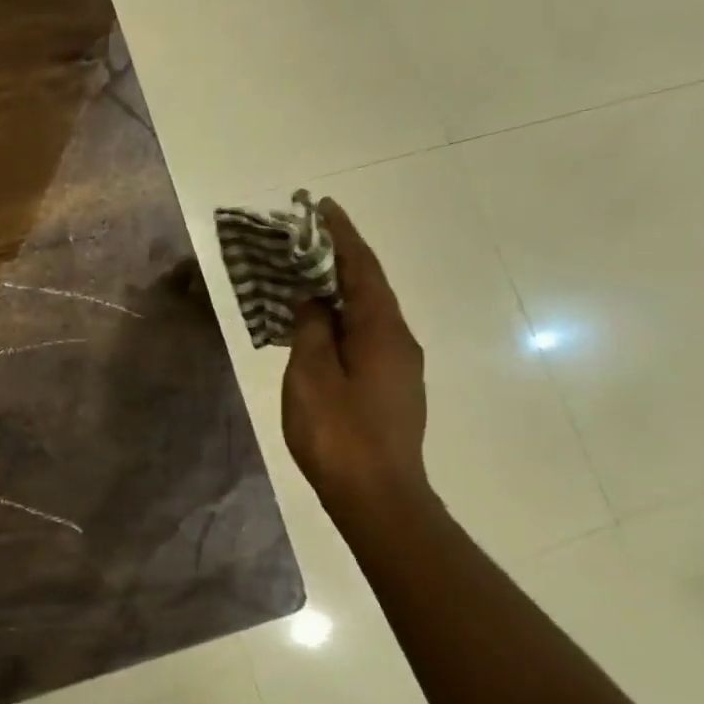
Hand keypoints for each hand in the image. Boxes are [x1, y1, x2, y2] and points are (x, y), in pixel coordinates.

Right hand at [281, 200, 429, 516]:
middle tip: (305, 241)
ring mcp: (399, 367)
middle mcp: (399, 341)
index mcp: (382, 331)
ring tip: (304, 279)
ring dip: (338, 292)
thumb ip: (313, 330)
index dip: (342, 236)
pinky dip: (340, 321)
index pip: (362, 269)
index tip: (323, 207)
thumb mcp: (311, 376)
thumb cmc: (338, 434)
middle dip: (339, 260)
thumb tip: (315, 300)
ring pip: (366, 315)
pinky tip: (317, 328)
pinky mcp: (391, 388)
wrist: (377, 496)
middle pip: (369, 288)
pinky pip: (364, 338)